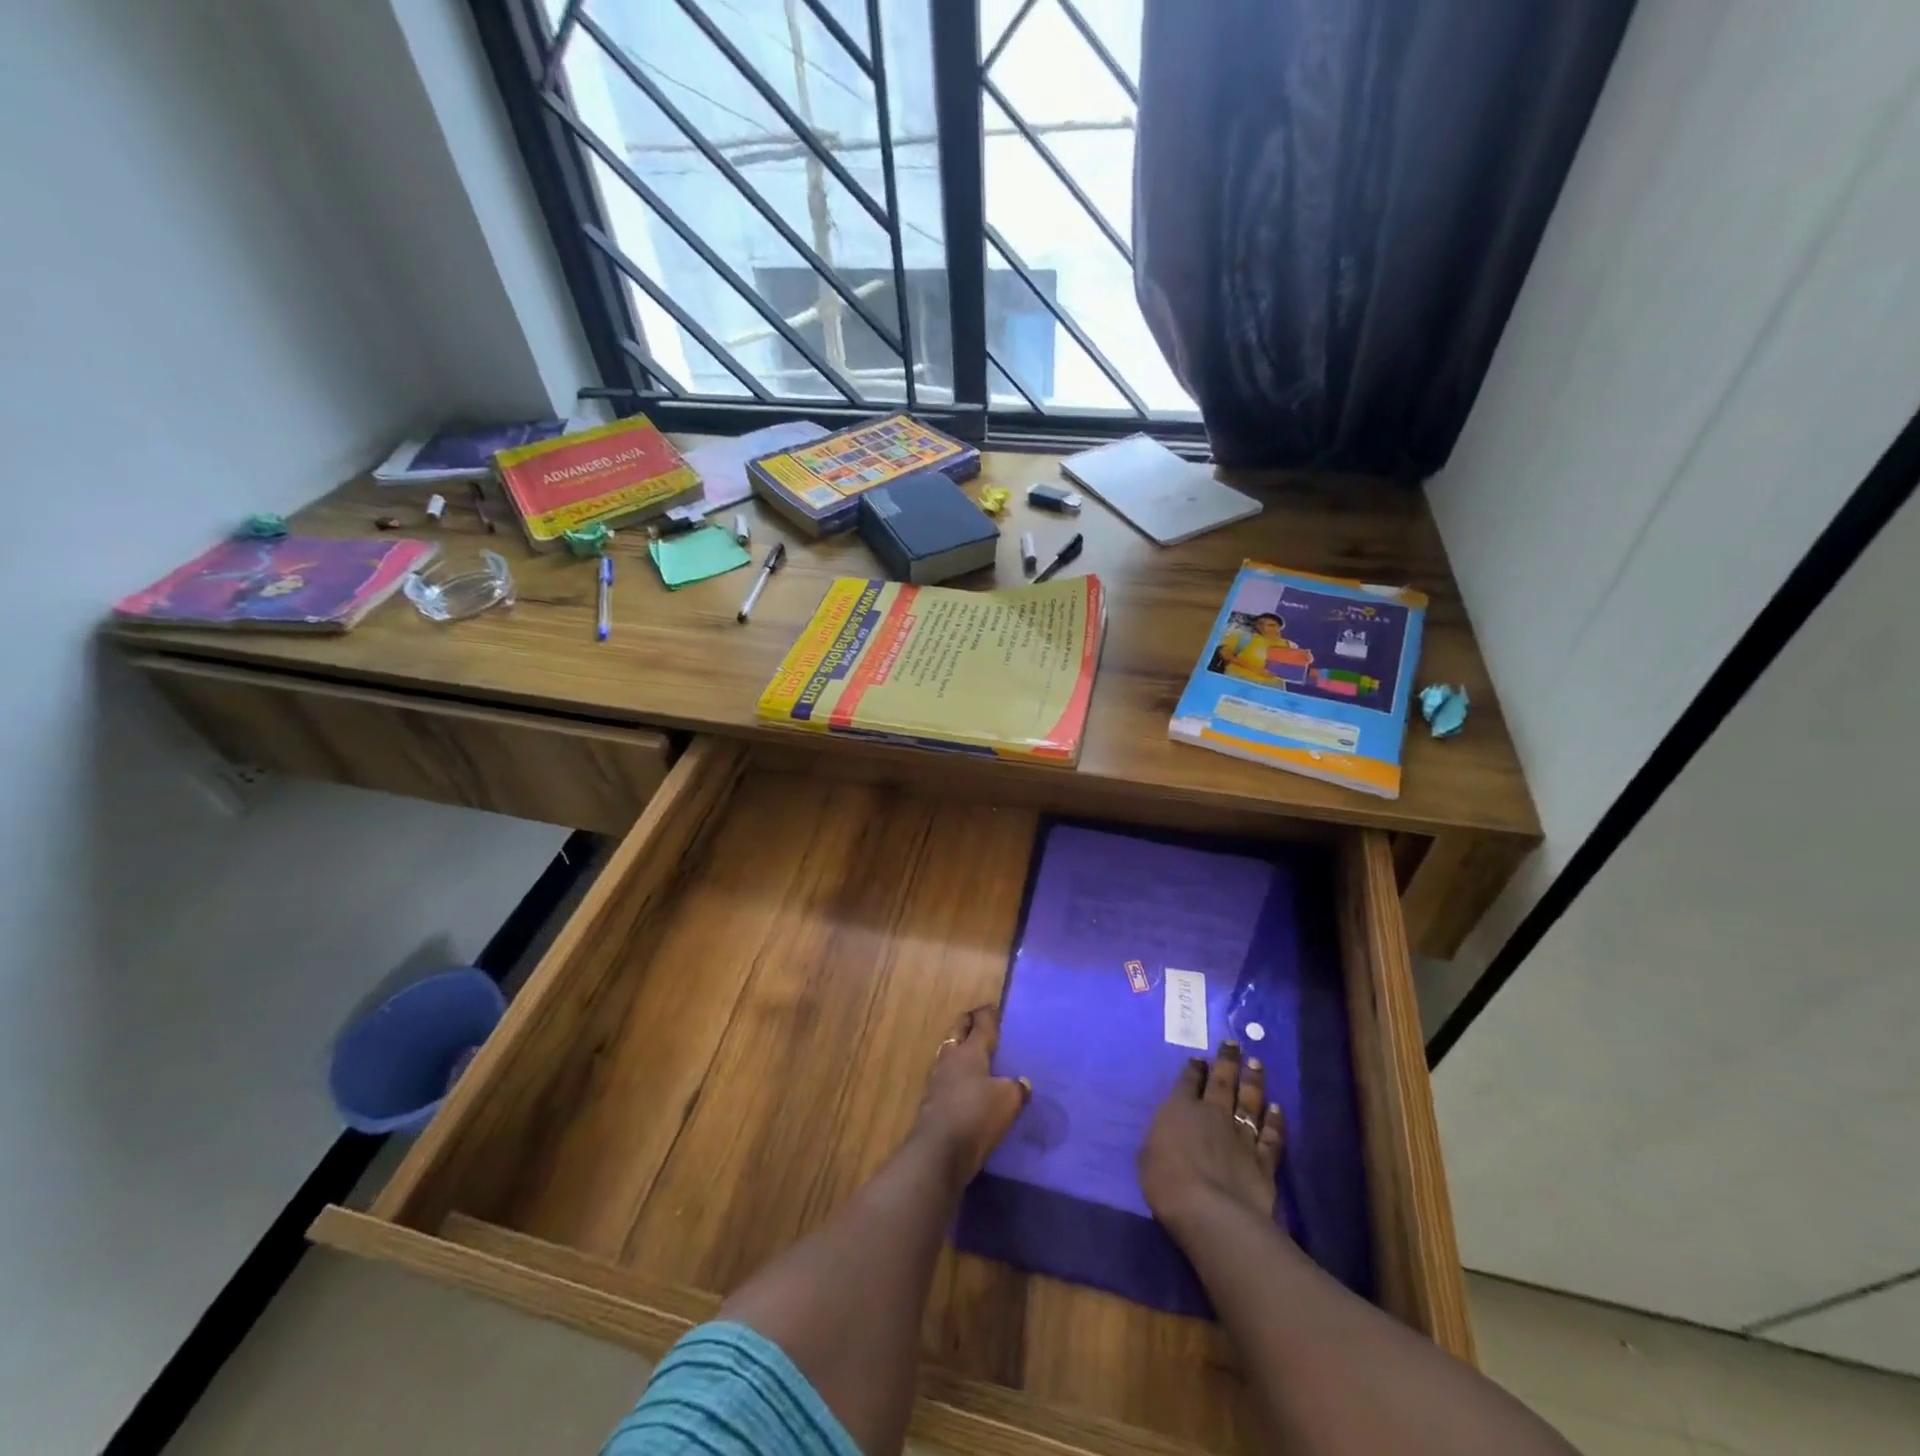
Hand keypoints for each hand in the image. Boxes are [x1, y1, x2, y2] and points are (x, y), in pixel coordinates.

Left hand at [912, 1005, 1030, 1186]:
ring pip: (949, 1054)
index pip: (980, 1024)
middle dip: (967, 1023)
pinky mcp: (933, 1102)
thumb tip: (1021, 1083)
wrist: (940, 1151)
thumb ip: (1016, 1088)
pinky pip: (947, 1078)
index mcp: (970, 1051)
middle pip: (957, 1032)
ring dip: (959, 1049)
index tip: (993, 1008)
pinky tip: (965, 1084)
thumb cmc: (977, 1115)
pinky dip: (956, 1075)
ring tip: (972, 1052)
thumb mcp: (1007, 1100)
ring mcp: (938, 1080)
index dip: (987, 1014)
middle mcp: (951, 1059)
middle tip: (978, 1021)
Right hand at [1138, 1041, 1284, 1235]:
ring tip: (1256, 1063)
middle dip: (1227, 1061)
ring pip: (1250, 1101)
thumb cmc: (1167, 1182)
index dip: (1195, 1068)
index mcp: (1180, 1109)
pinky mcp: (1263, 1160)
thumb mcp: (1148, 1154)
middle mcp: (1213, 1113)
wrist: (1210, 1212)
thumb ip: (1162, 1136)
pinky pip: (1270, 1135)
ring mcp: (1241, 1135)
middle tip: (1234, 1044)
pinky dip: (1275, 1121)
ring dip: (1253, 1081)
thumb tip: (1169, 1130)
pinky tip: (1277, 1109)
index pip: (1188, 1081)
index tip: (1200, 1058)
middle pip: (1222, 1082)